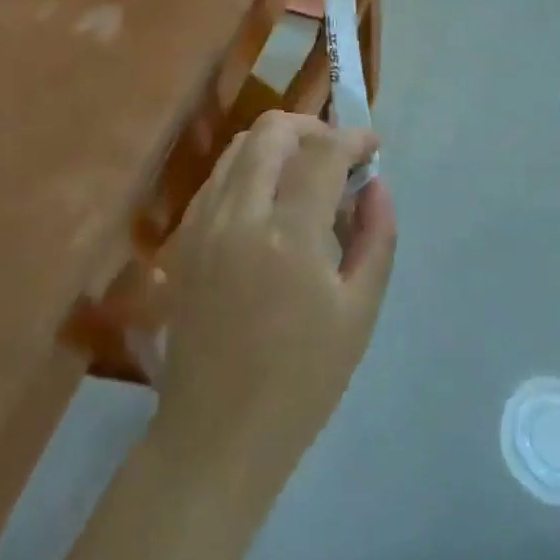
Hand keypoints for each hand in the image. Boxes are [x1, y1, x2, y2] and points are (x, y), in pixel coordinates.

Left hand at [153, 112, 398, 489]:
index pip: (322, 152)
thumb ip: (375, 238)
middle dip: (312, 128)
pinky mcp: (182, 239)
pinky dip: (249, 170)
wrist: (218, 432)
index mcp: (287, 235)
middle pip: (272, 131)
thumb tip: (376, 185)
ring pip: (239, 148)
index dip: (353, 138)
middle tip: (338, 156)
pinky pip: (218, 178)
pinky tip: (269, 204)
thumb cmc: (302, 380)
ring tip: (306, 176)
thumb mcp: (359, 312)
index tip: (371, 148)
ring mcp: (201, 223)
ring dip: (278, 145)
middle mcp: (237, 214)